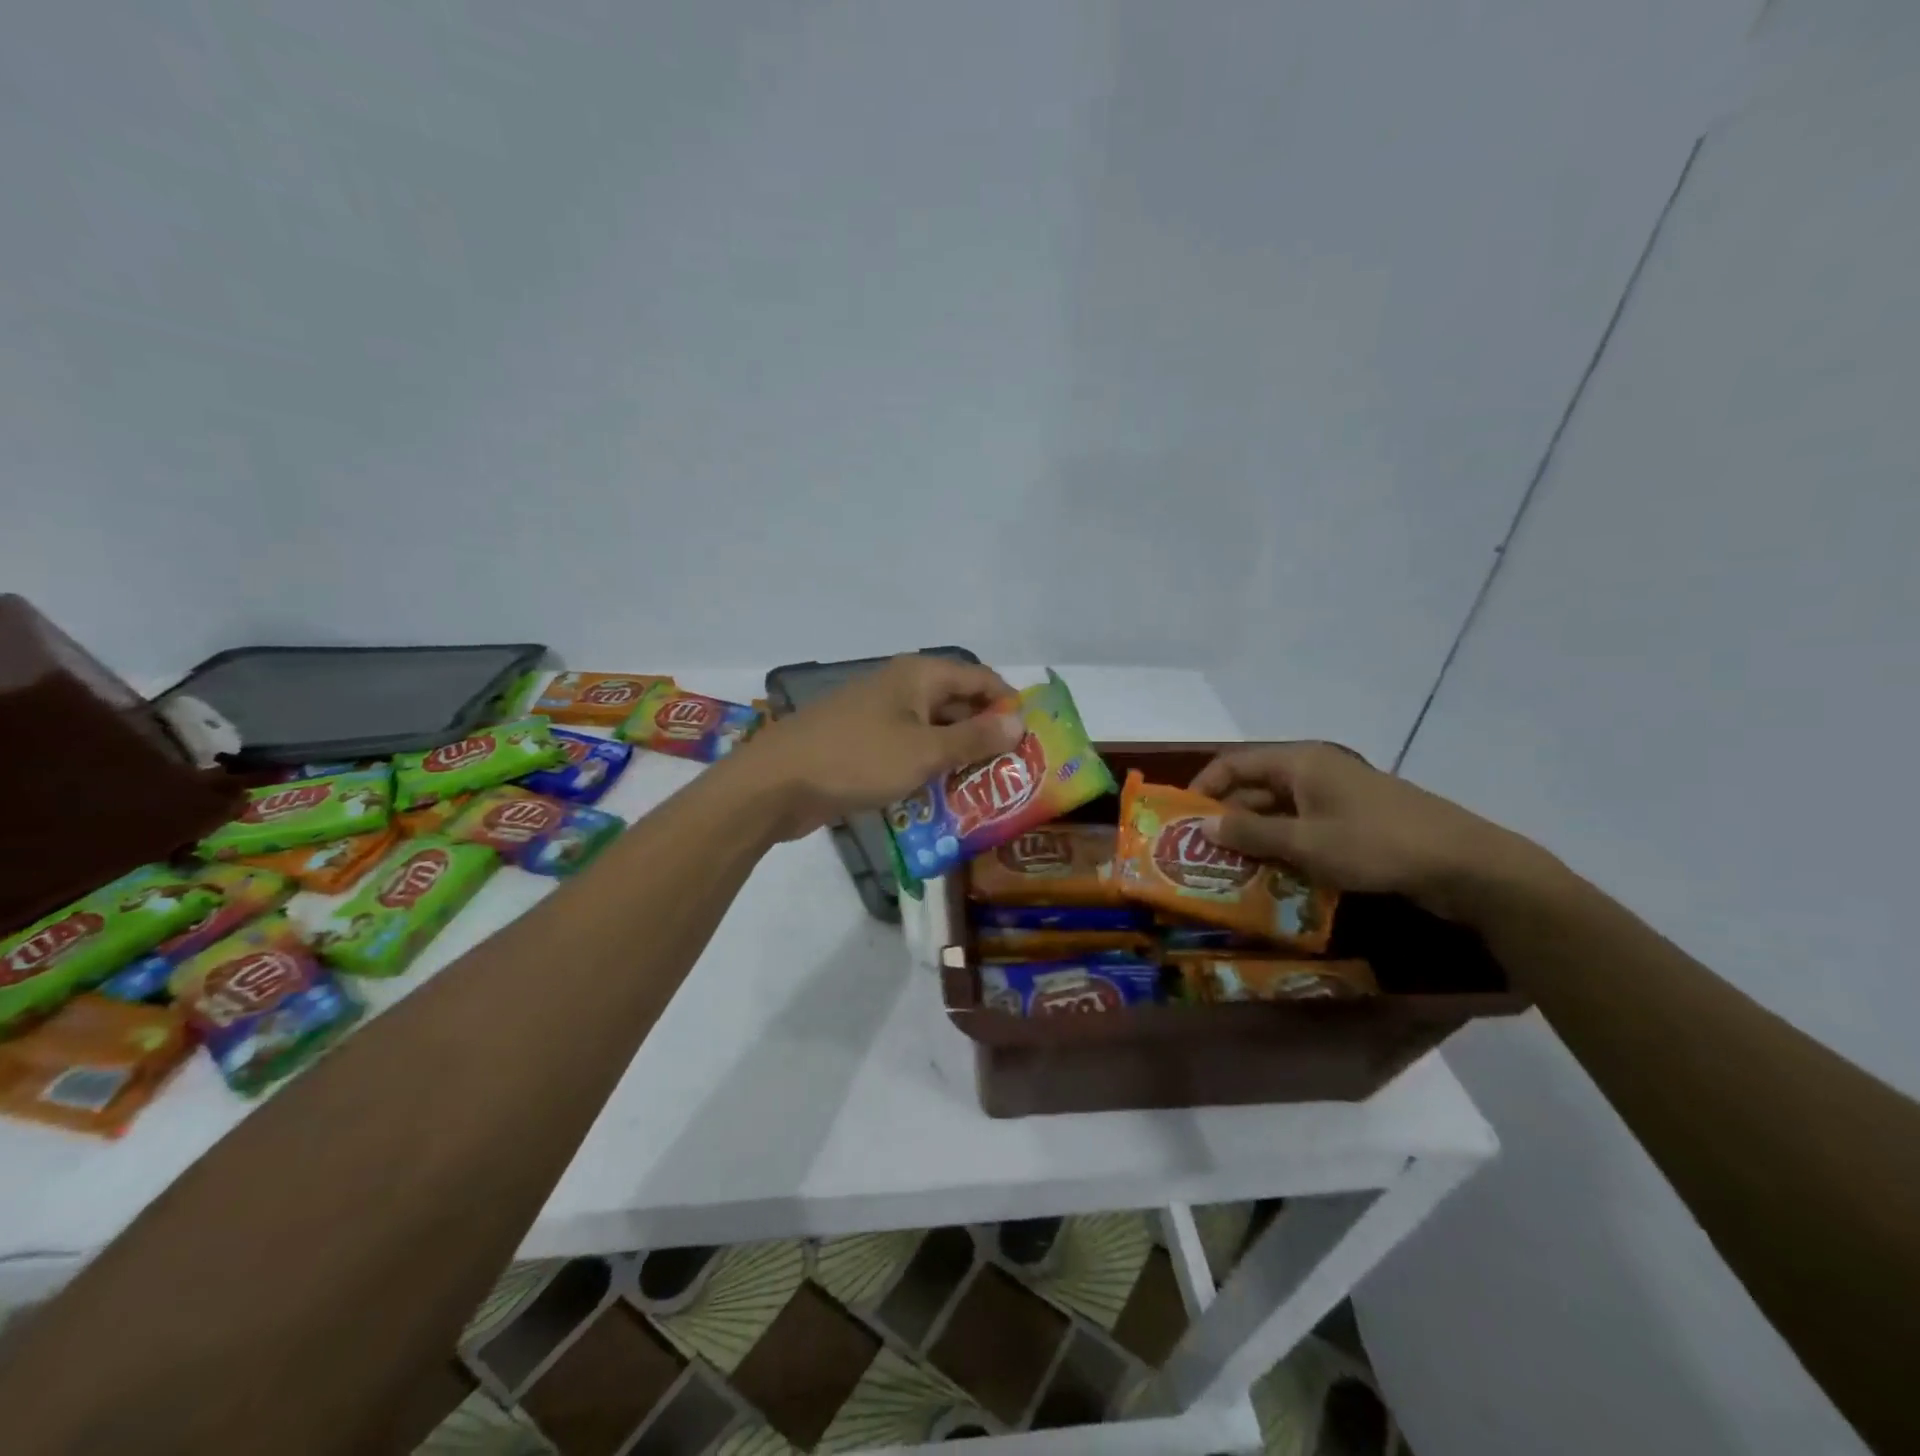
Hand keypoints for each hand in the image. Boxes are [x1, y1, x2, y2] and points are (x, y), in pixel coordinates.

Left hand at [734, 656, 1025, 840]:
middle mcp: (900, 687)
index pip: (980, 678)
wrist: (775, 785)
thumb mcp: (924, 752)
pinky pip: (907, 751)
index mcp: (918, 675)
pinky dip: (927, 769)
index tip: (1033, 739)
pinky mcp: (862, 744)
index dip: (1008, 704)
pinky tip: (943, 799)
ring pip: (932, 731)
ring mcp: (878, 716)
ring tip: (988, 790)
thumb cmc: (857, 760)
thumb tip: (1018, 722)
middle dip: (985, 735)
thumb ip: (974, 738)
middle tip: (1015, 772)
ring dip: (957, 757)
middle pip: (957, 704)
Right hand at [1190, 743, 1552, 920]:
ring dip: (1254, 838)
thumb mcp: (1305, 843)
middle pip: (1254, 788)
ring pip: (1279, 812)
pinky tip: (1271, 876)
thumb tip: (1201, 825)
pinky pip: (1304, 829)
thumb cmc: (1376, 845)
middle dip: (1226, 819)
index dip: (1203, 787)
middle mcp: (1314, 771)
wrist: (1467, 866)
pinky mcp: (1355, 822)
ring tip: (1227, 871)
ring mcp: (1337, 797)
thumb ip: (1250, 834)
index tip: (1180, 821)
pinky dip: (1284, 847)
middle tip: (1199, 854)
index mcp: (1300, 761)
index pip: (1234, 763)